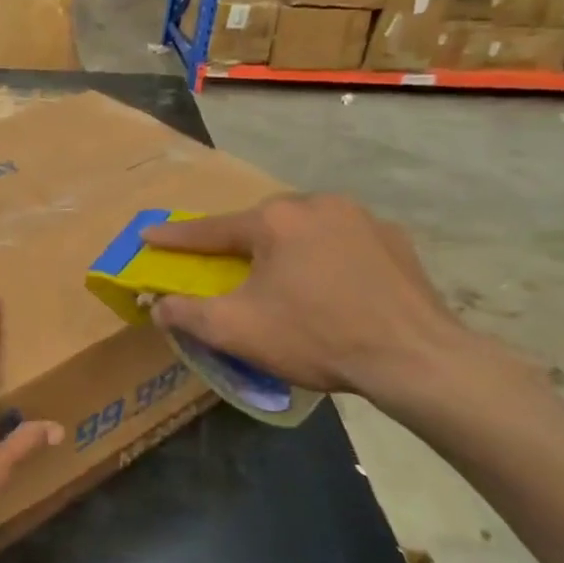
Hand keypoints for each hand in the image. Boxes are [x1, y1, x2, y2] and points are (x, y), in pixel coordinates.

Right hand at [141, 194, 470, 397]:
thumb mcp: (238, 330)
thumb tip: (158, 306)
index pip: (210, 229)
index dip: (176, 237)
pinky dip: (326, 255)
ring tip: (285, 280)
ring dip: (285, 247)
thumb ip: (187, 314)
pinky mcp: (394, 238)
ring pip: (304, 227)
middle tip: (229, 271)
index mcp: (274, 221)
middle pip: (261, 224)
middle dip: (239, 244)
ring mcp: (360, 217)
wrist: (415, 358)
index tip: (148, 235)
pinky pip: (343, 239)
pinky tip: (332, 284)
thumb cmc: (317, 337)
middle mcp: (315, 204)